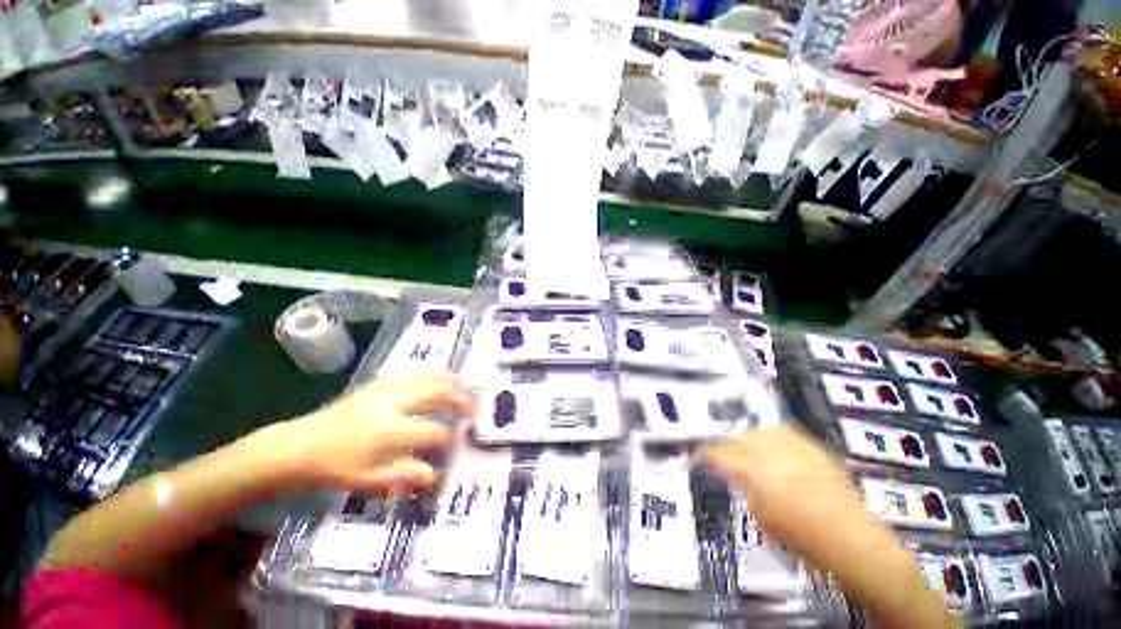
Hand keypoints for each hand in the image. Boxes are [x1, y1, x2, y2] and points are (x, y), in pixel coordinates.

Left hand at [273, 374, 475, 490]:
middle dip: (460, 399)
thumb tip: (435, 475)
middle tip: (473, 409)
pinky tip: (441, 378)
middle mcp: (392, 403)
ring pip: (429, 378)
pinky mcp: (381, 382)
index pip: (432, 431)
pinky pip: (415, 373)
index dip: (450, 437)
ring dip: (451, 383)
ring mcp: (387, 388)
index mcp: (389, 430)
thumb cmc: (335, 466)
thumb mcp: (369, 479)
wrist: (300, 444)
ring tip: (466, 389)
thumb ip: (405, 475)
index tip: (459, 441)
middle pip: (438, 393)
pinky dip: (434, 375)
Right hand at [702, 424, 865, 552]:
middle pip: (733, 436)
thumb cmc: (799, 534)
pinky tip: (771, 448)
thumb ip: (741, 485)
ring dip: (745, 439)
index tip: (699, 457)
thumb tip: (733, 473)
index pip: (716, 452)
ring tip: (746, 450)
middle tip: (721, 455)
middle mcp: (767, 448)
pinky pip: (779, 431)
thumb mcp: (758, 513)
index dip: (704, 454)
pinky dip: (769, 437)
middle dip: (723, 445)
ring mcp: (789, 443)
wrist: (846, 535)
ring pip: (754, 429)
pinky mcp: (808, 443)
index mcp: (749, 468)